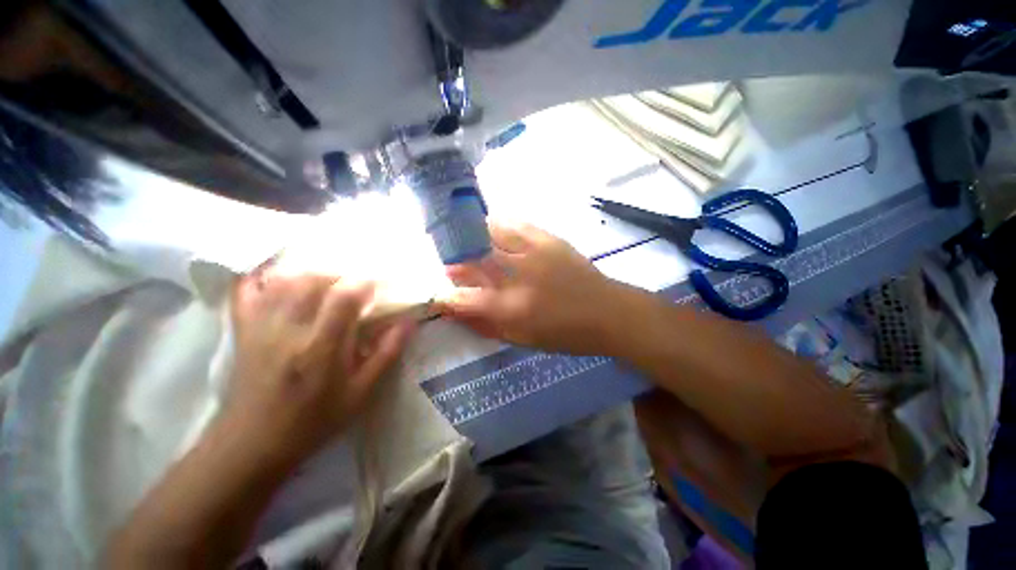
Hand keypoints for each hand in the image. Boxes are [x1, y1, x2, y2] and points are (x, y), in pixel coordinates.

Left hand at [226, 265, 414, 463]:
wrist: (252, 444)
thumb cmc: (313, 421)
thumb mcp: (360, 393)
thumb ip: (386, 355)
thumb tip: (408, 323)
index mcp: (320, 348)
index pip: (344, 298)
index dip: (366, 283)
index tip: (379, 285)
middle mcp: (288, 330)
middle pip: (315, 280)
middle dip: (342, 275)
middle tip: (356, 285)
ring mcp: (260, 327)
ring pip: (286, 280)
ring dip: (313, 273)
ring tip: (329, 281)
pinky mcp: (242, 329)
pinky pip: (246, 290)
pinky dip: (262, 274)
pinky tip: (279, 272)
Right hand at [438, 221, 625, 354]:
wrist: (608, 311)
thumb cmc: (567, 334)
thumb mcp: (524, 339)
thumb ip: (487, 325)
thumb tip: (458, 312)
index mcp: (514, 308)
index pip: (465, 299)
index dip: (445, 297)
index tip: (438, 295)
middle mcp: (519, 276)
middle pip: (473, 260)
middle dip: (454, 263)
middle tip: (449, 266)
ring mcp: (534, 252)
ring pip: (490, 235)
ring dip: (472, 239)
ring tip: (466, 243)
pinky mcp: (549, 238)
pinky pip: (515, 224)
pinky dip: (498, 226)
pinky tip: (492, 231)